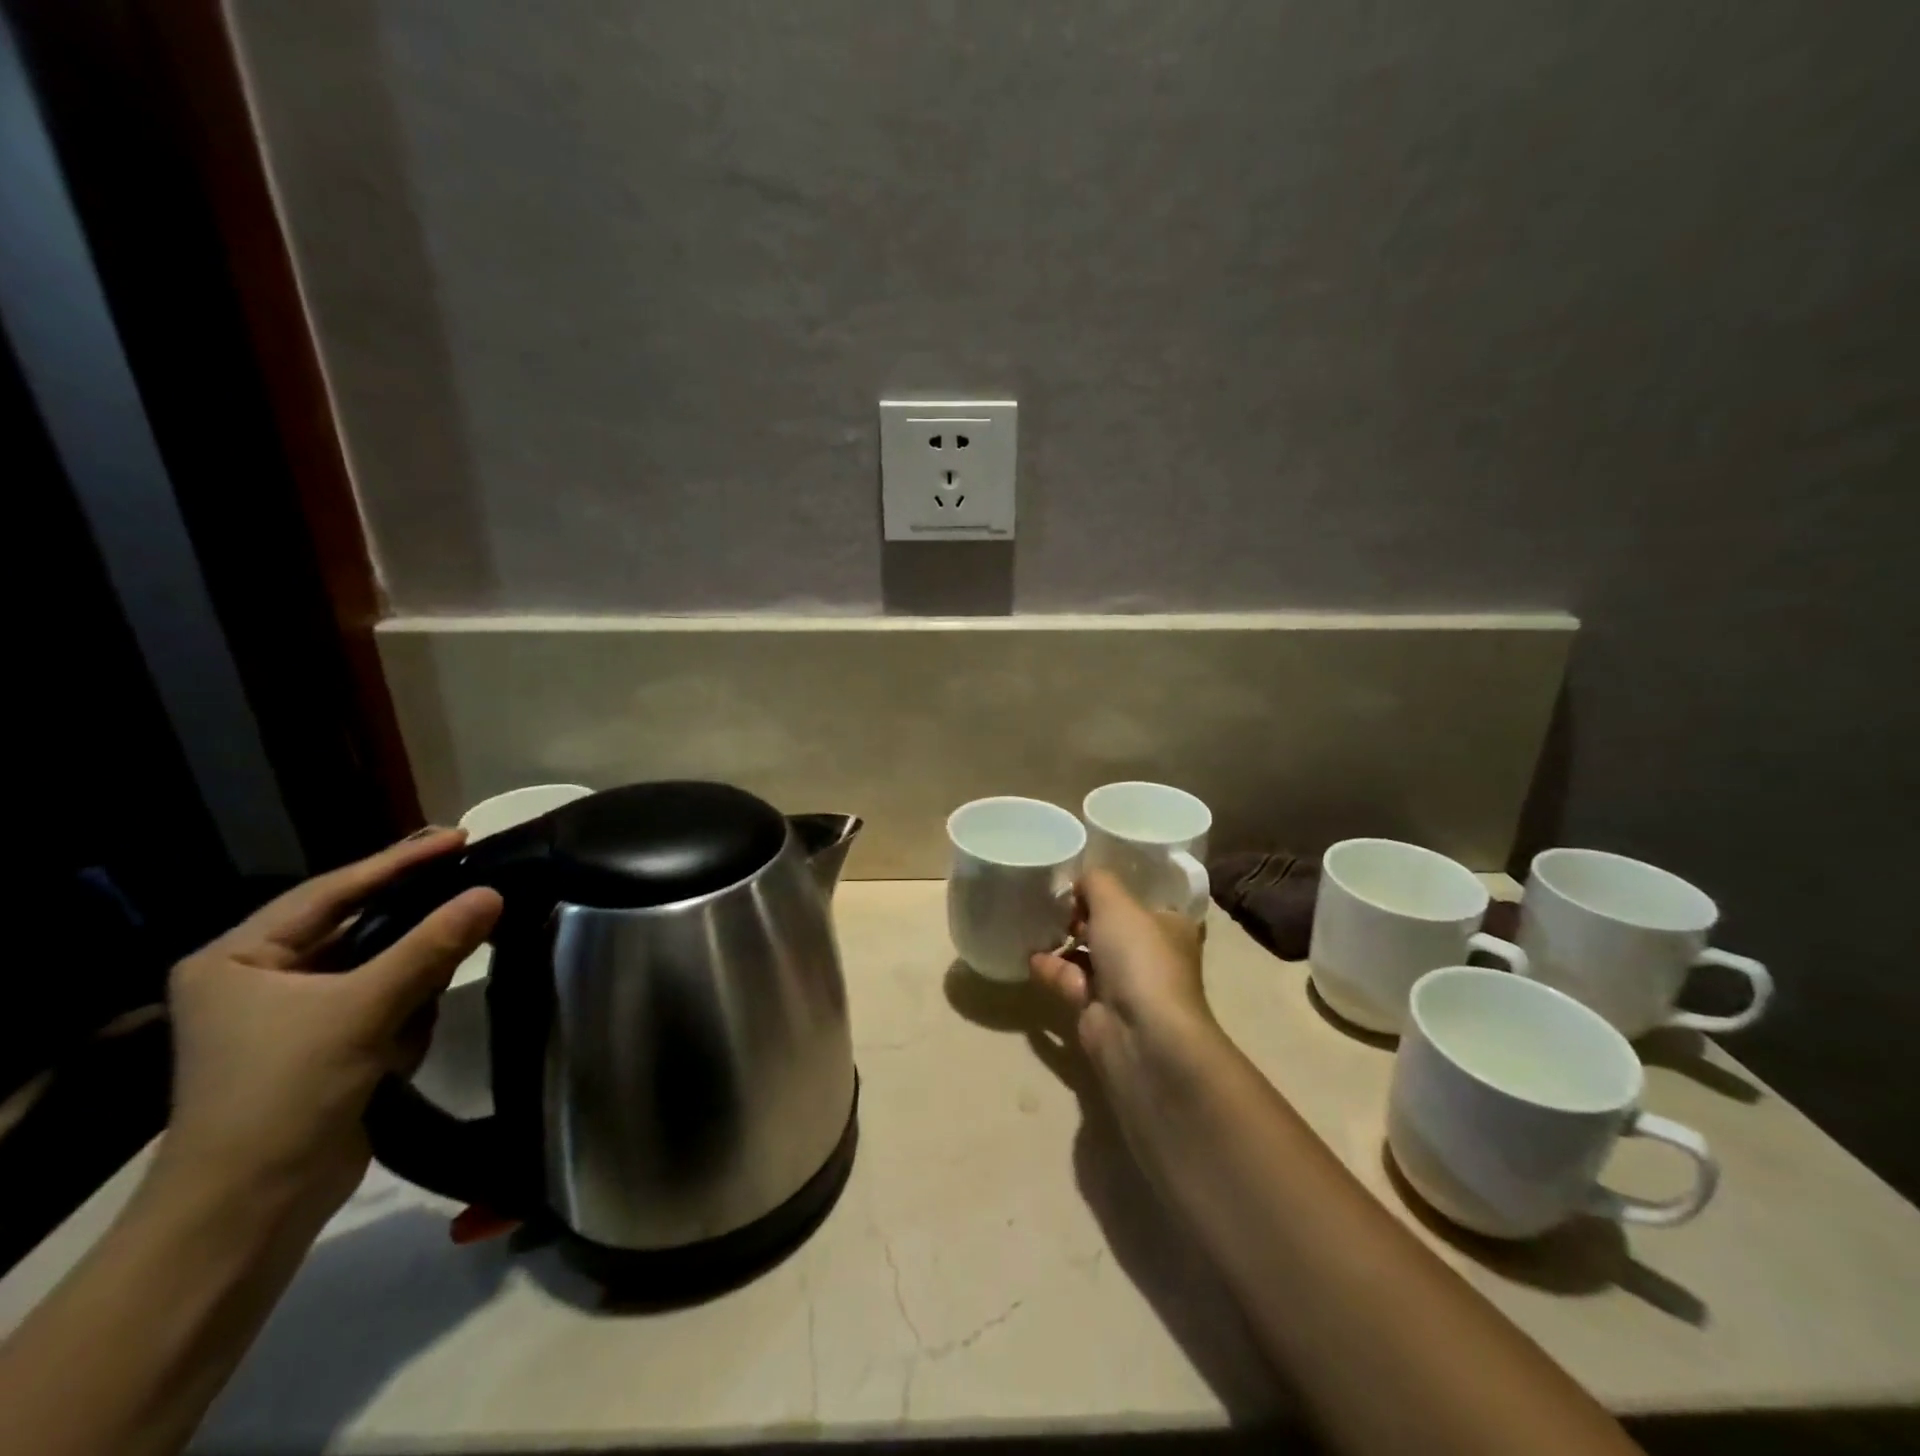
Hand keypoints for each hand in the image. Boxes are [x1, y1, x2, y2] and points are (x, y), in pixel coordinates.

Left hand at [160, 831, 501, 1230]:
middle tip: (473, 873)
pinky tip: (418, 1023)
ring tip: (461, 944)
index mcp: (239, 957)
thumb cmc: (284, 1094)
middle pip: (357, 923)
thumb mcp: (363, 1010)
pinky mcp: (326, 1044)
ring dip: (416, 966)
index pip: (333, 891)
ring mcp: (294, 1013)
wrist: (250, 1212)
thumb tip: (493, 892)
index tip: (460, 835)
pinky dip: (408, 1005)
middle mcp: (260, 977)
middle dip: (414, 912)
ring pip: (377, 962)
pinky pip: (382, 999)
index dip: (399, 861)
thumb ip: (432, 946)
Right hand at [1030, 870, 1216, 1083]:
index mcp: (1170, 925)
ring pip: (1089, 954)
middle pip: (1112, 926)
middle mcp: (1152, 954)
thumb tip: (1080, 881)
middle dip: (1082, 914)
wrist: (1140, 1034)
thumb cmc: (1139, 957)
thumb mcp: (1116, 902)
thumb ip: (1095, 881)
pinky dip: (1052, 969)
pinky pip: (1071, 981)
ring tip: (1034, 922)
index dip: (1113, 888)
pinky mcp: (1099, 1010)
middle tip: (1052, 899)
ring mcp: (1125, 985)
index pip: (1142, 899)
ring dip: (1064, 941)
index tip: (1081, 878)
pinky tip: (1030, 956)